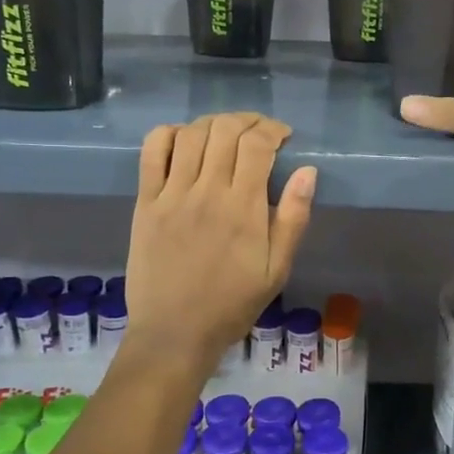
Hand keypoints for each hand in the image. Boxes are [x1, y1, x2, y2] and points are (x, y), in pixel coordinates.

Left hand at [125, 114, 315, 372]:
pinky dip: (169, 134)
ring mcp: (172, 194)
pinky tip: (183, 140)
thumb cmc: (233, 304)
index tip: (283, 136)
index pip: (257, 144)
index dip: (273, 129)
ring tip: (226, 133)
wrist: (175, 333)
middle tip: (258, 132)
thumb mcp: (277, 269)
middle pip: (225, 130)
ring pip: (191, 134)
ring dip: (213, 123)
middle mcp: (207, 191)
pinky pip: (152, 152)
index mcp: (243, 207)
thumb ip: (293, 218)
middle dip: (247, 120)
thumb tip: (308, 171)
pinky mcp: (145, 202)